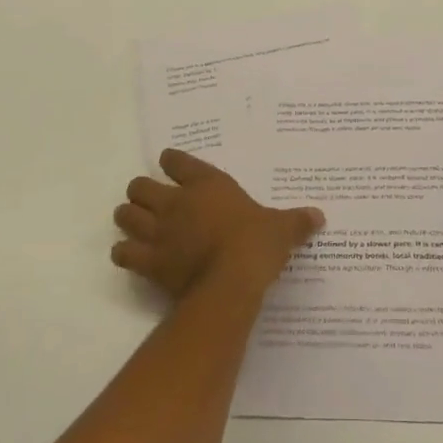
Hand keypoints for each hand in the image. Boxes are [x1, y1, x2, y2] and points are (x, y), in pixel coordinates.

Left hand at [112, 150, 323, 299]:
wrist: (231, 281)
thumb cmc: (256, 244)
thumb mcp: (281, 229)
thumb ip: (296, 221)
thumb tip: (319, 216)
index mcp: (206, 184)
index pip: (176, 160)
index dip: (172, 162)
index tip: (172, 165)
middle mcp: (176, 202)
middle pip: (139, 186)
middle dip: (141, 192)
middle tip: (152, 202)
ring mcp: (159, 231)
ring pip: (125, 215)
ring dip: (128, 219)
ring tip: (137, 226)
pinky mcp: (149, 261)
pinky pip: (123, 253)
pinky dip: (124, 253)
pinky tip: (131, 257)